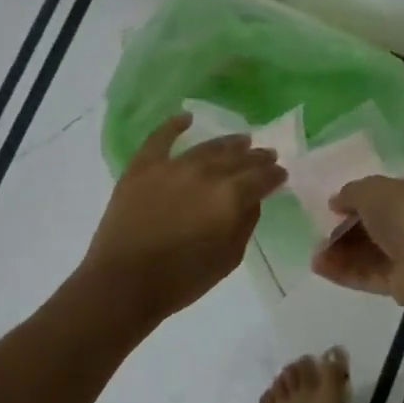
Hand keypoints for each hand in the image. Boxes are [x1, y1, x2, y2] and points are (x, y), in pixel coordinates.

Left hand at [83, 115, 285, 320]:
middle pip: (238, 158)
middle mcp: (205, 173)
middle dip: (256, 157)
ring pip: (207, 148)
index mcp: (230, 196)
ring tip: (242, 140)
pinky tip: (186, 118)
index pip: (261, 177)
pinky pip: (160, 139)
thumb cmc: (182, 279)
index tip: (281, 174)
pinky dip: (173, 126)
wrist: (123, 284)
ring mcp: (172, 167)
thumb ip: (245, 224)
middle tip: (267, 154)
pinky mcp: (142, 168)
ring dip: (228, 143)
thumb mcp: (229, 258)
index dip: (274, 175)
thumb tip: (252, 200)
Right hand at [312, 172, 403, 303]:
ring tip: (314, 254)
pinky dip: (345, 271)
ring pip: (370, 251)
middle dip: (345, 228)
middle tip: (319, 231)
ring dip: (341, 251)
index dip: (359, 197)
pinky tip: (319, 268)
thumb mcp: (371, 189)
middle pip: (375, 223)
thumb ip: (350, 192)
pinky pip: (370, 274)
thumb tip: (336, 202)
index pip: (387, 191)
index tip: (334, 204)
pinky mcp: (402, 282)